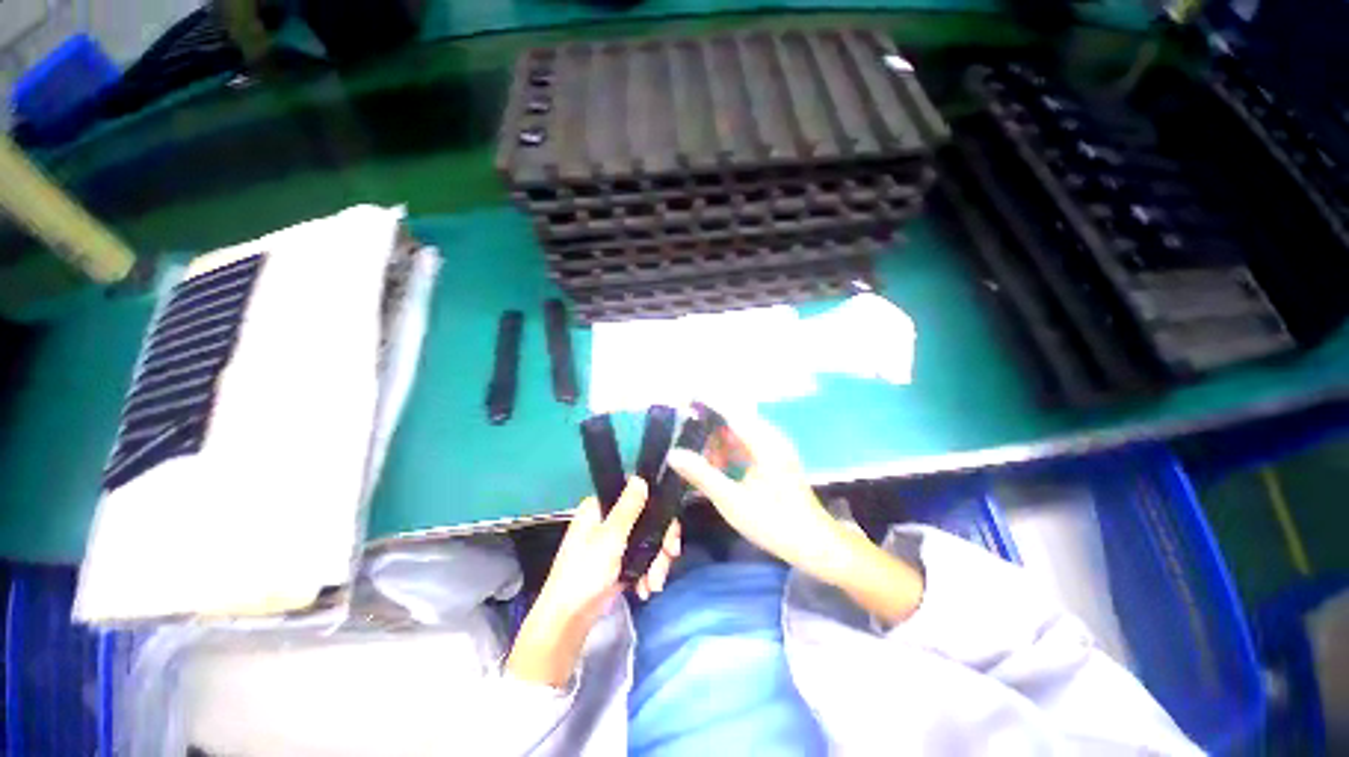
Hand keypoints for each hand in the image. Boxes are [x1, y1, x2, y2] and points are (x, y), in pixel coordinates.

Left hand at [507, 478, 680, 687]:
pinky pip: (642, 559)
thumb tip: (639, 478)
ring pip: (647, 541)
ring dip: (656, 562)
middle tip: (670, 556)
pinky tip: (646, 589)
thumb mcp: (610, 537)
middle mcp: (608, 520)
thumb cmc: (585, 573)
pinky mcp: (618, 562)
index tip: (670, 529)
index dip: (657, 508)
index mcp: (600, 508)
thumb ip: (628, 508)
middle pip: (647, 520)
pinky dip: (647, 573)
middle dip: (660, 543)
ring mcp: (614, 542)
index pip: (636, 495)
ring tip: (654, 584)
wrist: (568, 621)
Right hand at [666, 405, 845, 581]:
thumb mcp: (732, 500)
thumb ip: (701, 475)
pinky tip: (713, 465)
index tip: (682, 397)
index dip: (706, 401)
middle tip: (680, 434)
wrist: (814, 544)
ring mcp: (773, 448)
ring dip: (715, 441)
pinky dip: (726, 451)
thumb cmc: (774, 522)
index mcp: (763, 441)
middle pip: (732, 419)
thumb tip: (673, 453)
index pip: (729, 410)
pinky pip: (744, 446)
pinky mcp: (773, 459)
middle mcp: (769, 437)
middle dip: (706, 424)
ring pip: (737, 433)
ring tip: (692, 451)